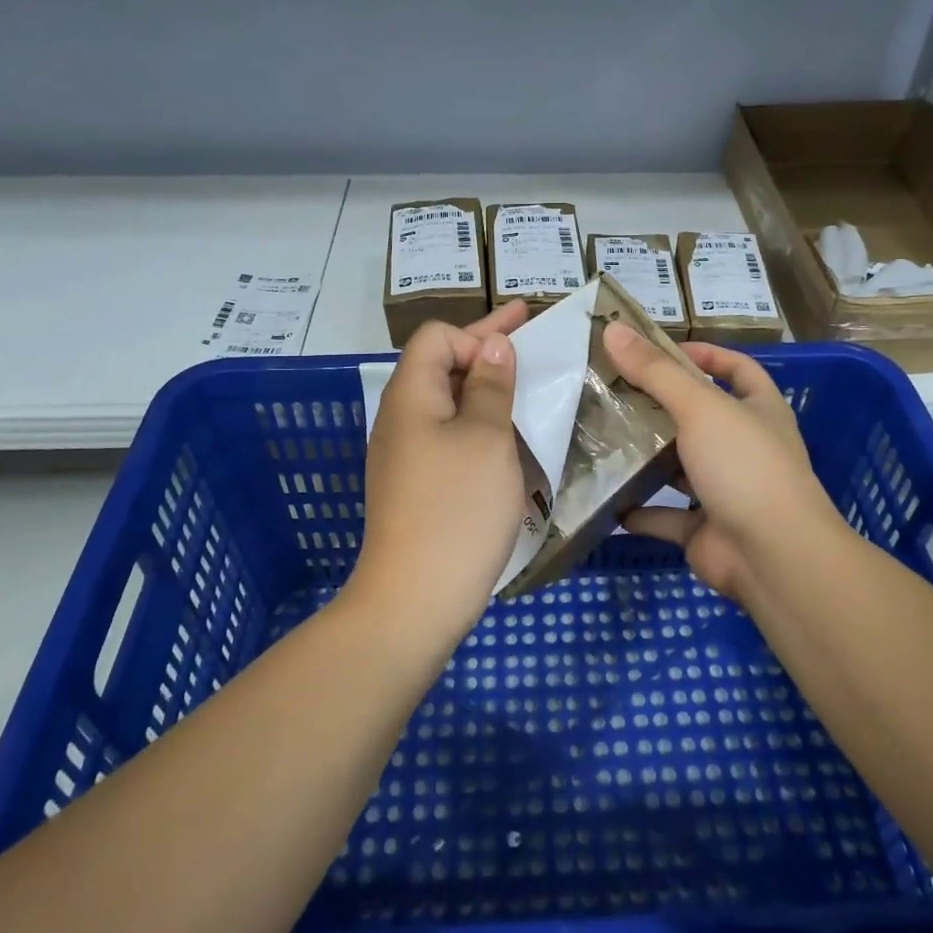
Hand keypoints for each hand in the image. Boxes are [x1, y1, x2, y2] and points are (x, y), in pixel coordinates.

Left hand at [352, 301, 529, 638]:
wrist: (416, 598)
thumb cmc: (457, 508)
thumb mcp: (486, 438)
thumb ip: (490, 385)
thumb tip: (493, 345)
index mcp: (411, 395)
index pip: (437, 337)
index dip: (477, 335)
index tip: (517, 355)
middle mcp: (401, 418)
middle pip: (440, 366)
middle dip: (487, 351)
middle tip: (532, 336)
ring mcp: (405, 455)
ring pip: (448, 404)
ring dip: (486, 391)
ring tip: (528, 391)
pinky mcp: (416, 485)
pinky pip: (449, 438)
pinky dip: (479, 427)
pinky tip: (509, 442)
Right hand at [602, 323, 839, 606]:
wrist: (773, 556)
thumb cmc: (744, 466)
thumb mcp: (701, 407)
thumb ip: (656, 371)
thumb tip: (612, 327)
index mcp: (758, 410)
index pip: (736, 368)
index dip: (703, 354)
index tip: (658, 351)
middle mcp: (745, 447)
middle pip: (699, 417)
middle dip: (659, 405)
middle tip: (612, 392)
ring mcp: (726, 490)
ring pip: (679, 466)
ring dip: (646, 457)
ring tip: (602, 439)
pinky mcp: (705, 529)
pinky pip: (665, 515)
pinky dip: (638, 510)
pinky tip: (606, 499)